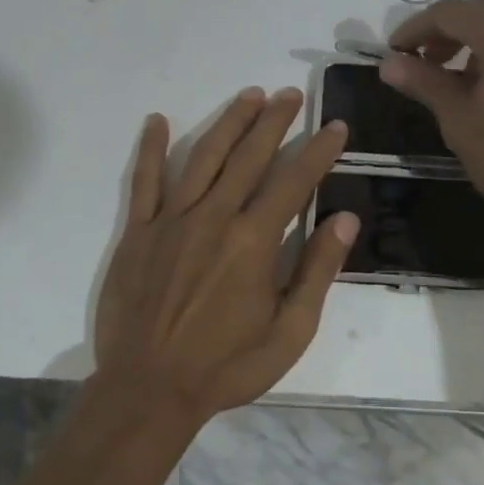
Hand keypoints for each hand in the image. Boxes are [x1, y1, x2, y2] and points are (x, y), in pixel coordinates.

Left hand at [92, 86, 356, 422]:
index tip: (335, 127)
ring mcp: (171, 220)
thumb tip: (344, 218)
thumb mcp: (290, 331)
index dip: (318, 151)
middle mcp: (214, 217)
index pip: (294, 181)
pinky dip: (150, 148)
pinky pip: (144, 181)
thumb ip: (317, 270)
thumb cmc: (227, 366)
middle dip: (274, 121)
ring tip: (249, 95)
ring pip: (204, 156)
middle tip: (290, 94)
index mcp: (254, 240)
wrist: (148, 391)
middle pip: (249, 155)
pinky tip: (157, 120)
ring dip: (229, 122)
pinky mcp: (139, 232)